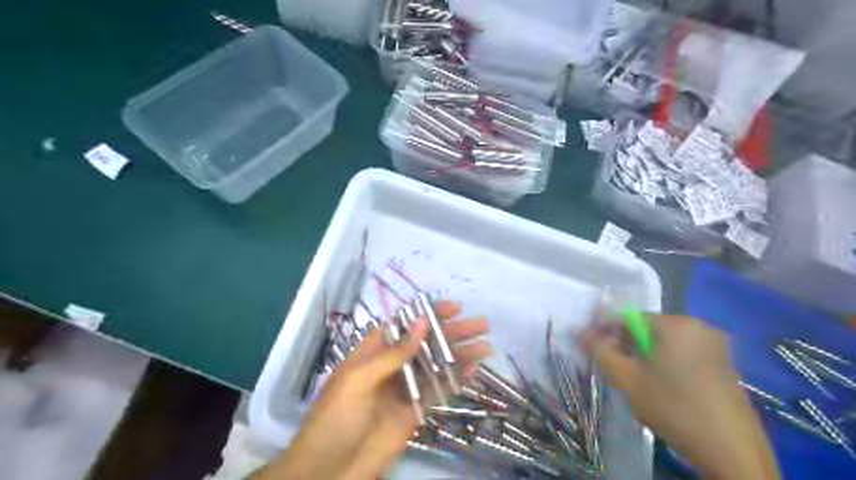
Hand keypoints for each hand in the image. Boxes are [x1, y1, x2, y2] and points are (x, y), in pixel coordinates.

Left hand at [256, 302, 488, 476]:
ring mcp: (405, 389)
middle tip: (481, 323)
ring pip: (436, 365)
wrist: (329, 471)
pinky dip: (456, 380)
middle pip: (426, 343)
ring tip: (486, 345)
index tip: (455, 307)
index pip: (405, 324)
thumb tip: (422, 321)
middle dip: (453, 331)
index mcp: (373, 352)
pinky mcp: (415, 412)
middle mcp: (392, 366)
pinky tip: (474, 370)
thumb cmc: (336, 417)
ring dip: (460, 354)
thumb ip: (393, 353)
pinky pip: (437, 392)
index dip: (430, 313)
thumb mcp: (360, 379)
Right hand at [578, 315, 780, 479]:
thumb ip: (601, 351)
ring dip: (641, 356)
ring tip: (631, 379)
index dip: (602, 331)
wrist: (732, 451)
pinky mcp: (724, 363)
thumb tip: (582, 335)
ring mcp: (715, 344)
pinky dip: (663, 363)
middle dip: (623, 345)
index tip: (586, 346)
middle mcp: (698, 326)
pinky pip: (682, 353)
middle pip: (646, 329)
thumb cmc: (674, 407)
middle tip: (608, 366)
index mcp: (675, 323)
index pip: (626, 318)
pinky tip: (657, 385)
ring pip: (663, 343)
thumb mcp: (627, 378)